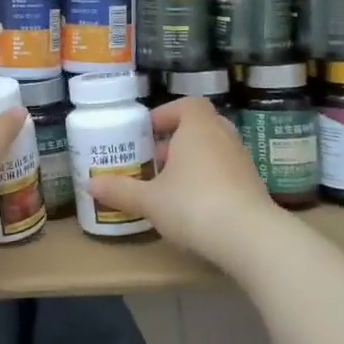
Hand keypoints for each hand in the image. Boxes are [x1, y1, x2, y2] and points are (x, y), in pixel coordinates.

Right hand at [87, 97, 279, 272]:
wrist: (250, 238)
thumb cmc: (193, 204)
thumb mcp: (149, 200)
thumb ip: (120, 190)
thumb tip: (89, 184)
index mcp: (198, 127)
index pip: (187, 105)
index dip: (167, 113)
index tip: (149, 130)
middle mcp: (223, 137)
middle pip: (200, 127)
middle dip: (177, 140)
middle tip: (155, 158)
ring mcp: (243, 161)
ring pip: (214, 150)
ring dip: (193, 161)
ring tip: (170, 184)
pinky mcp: (253, 186)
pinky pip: (226, 172)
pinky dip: (209, 180)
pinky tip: (194, 205)